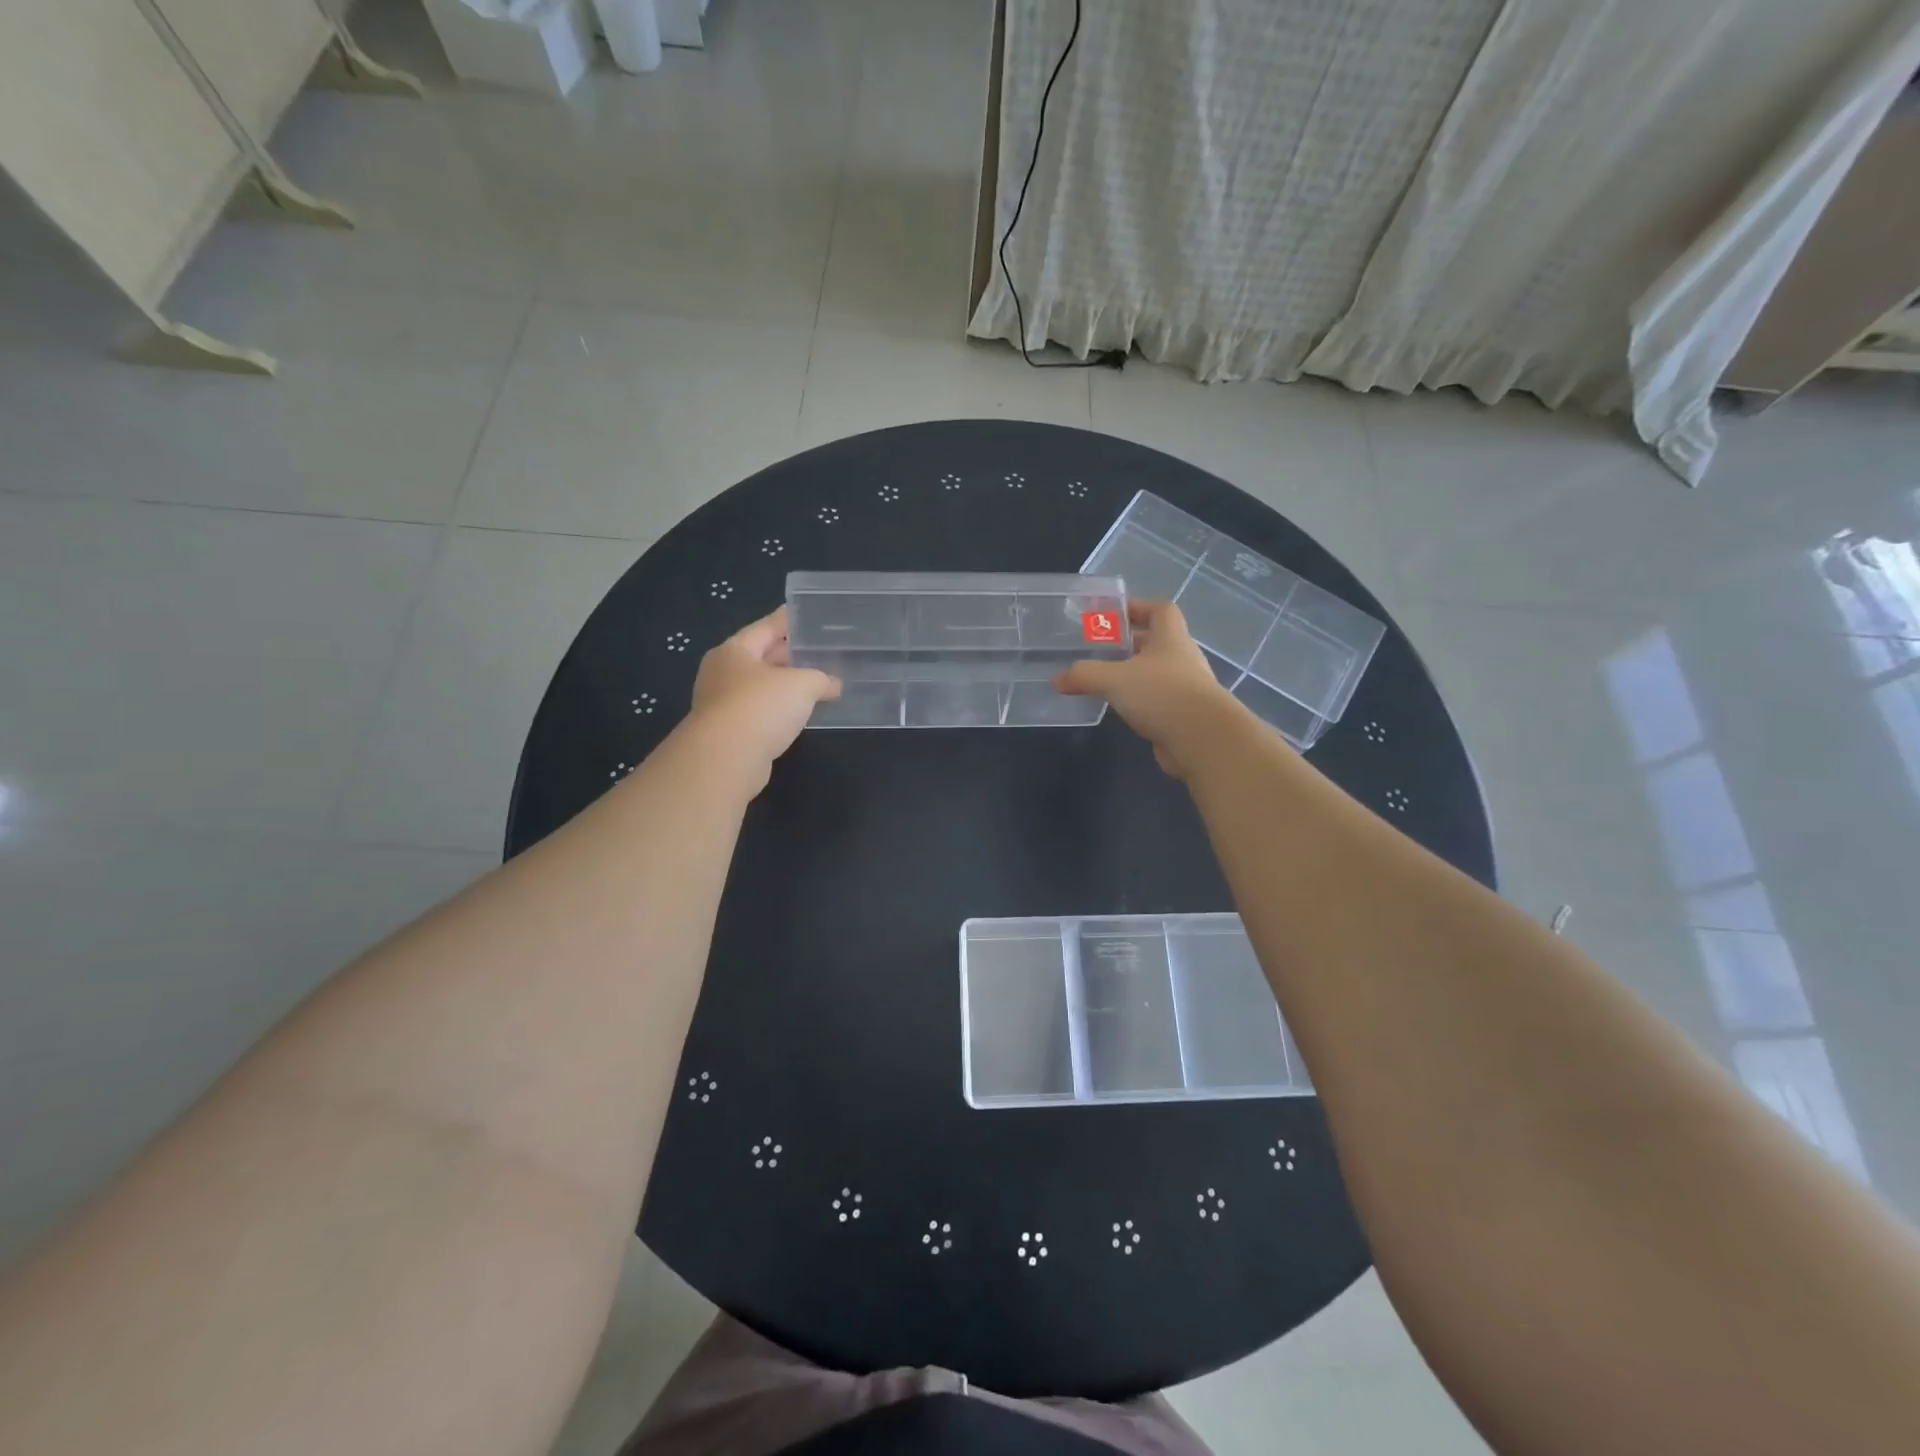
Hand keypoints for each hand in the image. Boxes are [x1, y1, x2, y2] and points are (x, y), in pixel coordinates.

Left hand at [688, 607, 839, 784]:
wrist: (725, 759)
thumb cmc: (760, 707)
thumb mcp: (801, 684)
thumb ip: (820, 678)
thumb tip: (834, 685)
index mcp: (735, 650)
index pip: (766, 627)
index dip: (788, 620)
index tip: (806, 614)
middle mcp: (723, 672)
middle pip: (761, 657)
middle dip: (790, 656)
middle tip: (820, 652)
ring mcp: (722, 704)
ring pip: (761, 687)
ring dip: (786, 687)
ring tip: (816, 684)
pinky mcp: (729, 732)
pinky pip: (760, 713)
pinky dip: (779, 711)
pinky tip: (799, 715)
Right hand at [1054, 600, 1240, 777]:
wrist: (1203, 740)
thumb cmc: (1162, 694)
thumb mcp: (1115, 679)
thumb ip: (1084, 675)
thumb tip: (1056, 679)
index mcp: (1171, 638)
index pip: (1160, 609)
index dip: (1139, 606)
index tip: (1114, 615)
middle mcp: (1182, 658)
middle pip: (1156, 642)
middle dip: (1129, 643)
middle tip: (1099, 649)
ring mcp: (1186, 688)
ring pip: (1155, 673)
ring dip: (1133, 674)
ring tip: (1103, 680)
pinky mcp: (1183, 715)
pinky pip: (1157, 700)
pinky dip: (1139, 700)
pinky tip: (1119, 709)